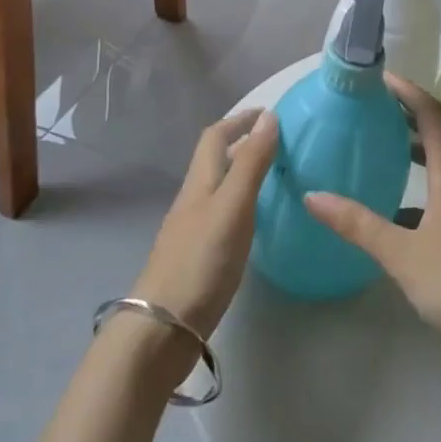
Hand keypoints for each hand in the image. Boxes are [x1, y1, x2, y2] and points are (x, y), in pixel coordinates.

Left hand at [130, 109, 278, 341]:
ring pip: (218, 188)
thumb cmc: (201, 259)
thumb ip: (251, 162)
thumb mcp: (233, 206)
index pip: (216, 136)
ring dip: (242, 173)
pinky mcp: (197, 256)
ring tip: (274, 175)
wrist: (162, 328)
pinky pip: (221, 214)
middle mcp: (193, 199)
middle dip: (242, 143)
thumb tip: (269, 116)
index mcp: (200, 182)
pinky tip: (255, 220)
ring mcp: (192, 229)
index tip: (268, 113)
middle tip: (278, 142)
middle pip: (215, 160)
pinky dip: (241, 203)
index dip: (239, 120)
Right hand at [305, 75, 440, 351]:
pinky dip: (425, 178)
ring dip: (420, 142)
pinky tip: (401, 205)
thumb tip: (313, 196)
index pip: (431, 115)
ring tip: (387, 141)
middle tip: (377, 104)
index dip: (407, 92)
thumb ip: (358, 224)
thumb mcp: (402, 254)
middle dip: (412, 111)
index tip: (380, 78)